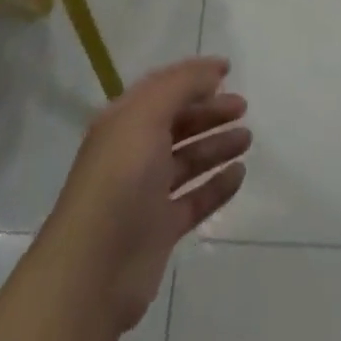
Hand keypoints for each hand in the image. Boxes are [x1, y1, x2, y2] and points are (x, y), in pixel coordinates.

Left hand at [33, 57, 249, 334]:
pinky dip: (216, 185)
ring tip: (247, 138)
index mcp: (124, 121)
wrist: (93, 271)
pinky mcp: (160, 229)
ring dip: (216, 145)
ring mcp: (147, 193)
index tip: (228, 69)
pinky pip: (195, 199)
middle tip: (242, 106)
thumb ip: (180, 87)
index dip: (193, 75)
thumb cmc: (119, 180)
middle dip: (209, 111)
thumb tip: (212, 71)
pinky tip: (239, 174)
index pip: (162, 87)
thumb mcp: (146, 117)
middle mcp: (134, 151)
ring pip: (188, 160)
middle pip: (178, 122)